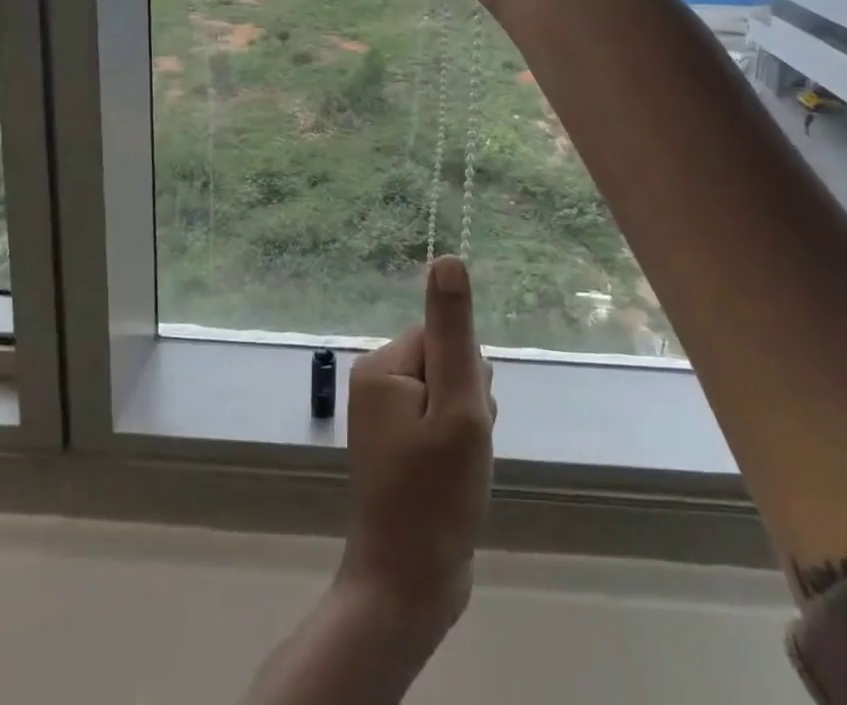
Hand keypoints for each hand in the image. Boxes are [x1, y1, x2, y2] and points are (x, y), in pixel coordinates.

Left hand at [339, 256, 496, 640]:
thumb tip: (447, 258)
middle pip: (447, 365)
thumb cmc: (436, 495)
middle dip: (468, 403)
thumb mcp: (457, 406)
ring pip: (450, 395)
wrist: (408, 588)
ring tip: (459, 470)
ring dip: (467, 428)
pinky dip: (457, 447)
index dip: (467, 379)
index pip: (444, 340)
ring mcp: (386, 417)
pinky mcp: (398, 445)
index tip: (465, 420)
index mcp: (383, 366)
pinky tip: (455, 479)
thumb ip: (454, 332)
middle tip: (461, 450)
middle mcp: (377, 383)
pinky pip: (441, 423)